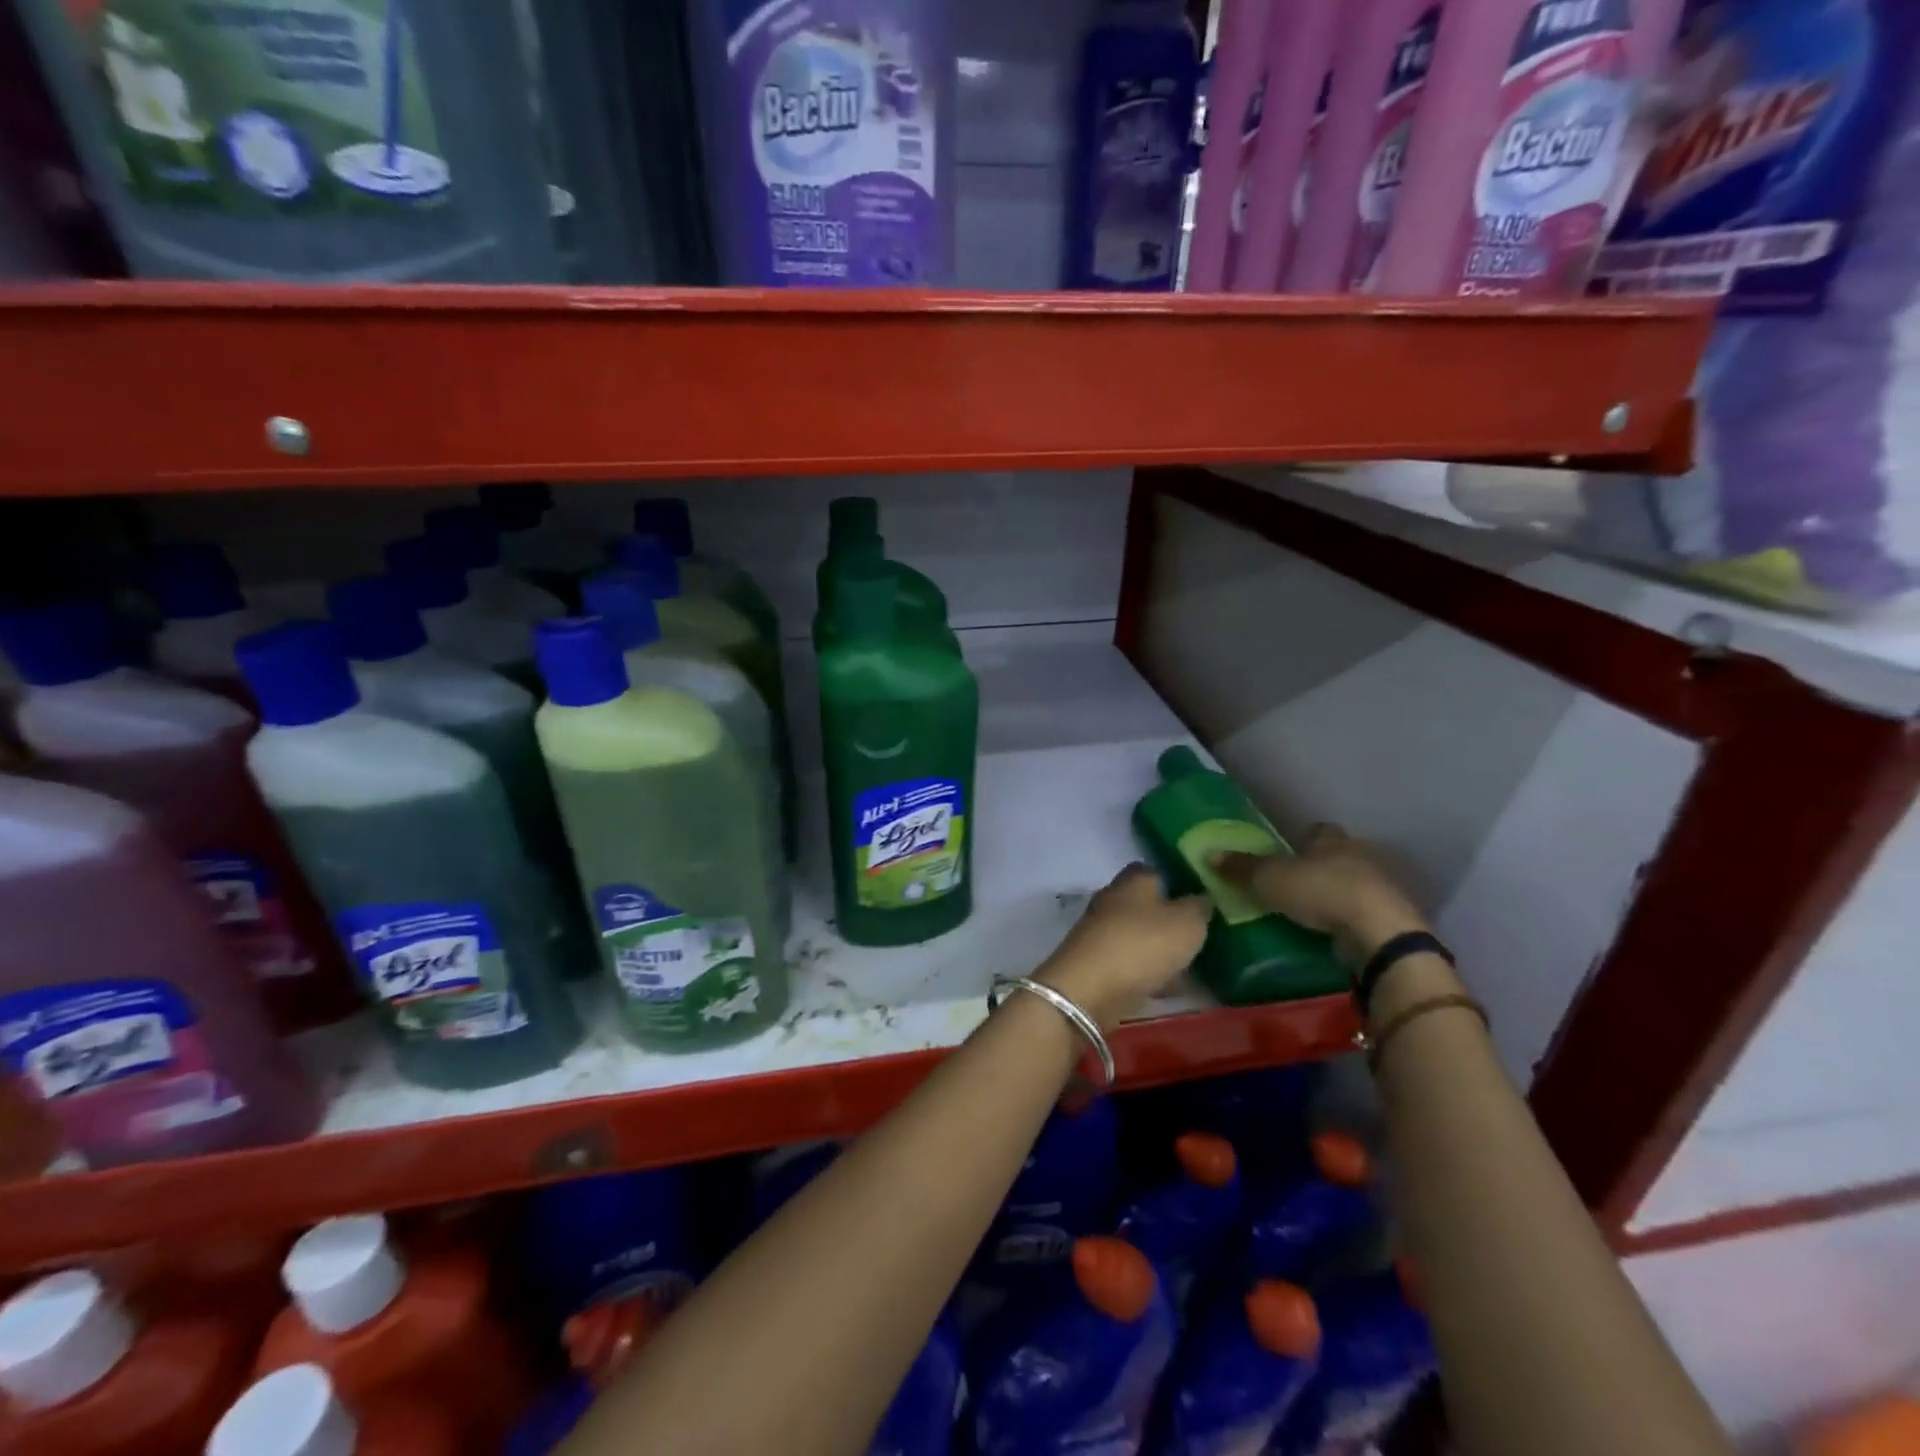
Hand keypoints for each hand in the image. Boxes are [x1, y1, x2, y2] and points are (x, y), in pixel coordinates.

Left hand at [1036, 864, 1210, 1028]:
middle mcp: (1112, 900)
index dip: (1175, 881)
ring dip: (1159, 949)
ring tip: (1191, 966)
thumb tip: (1202, 898)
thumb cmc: (1143, 944)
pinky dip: (1147, 973)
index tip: (1198, 897)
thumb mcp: (1187, 923)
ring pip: (1137, 935)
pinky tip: (1169, 988)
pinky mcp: (1095, 964)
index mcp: (1133, 881)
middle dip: (1168, 919)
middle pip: (1144, 904)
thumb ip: (1199, 908)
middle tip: (1199, 935)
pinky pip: (1129, 963)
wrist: (1090, 989)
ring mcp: (1100, 933)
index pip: (1153, 870)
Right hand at [1214, 824, 1427, 963]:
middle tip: (1294, 882)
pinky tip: (1332, 932)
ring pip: (1353, 884)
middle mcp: (1360, 856)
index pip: (1318, 831)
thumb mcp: (1270, 878)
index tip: (1289, 849)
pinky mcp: (1391, 918)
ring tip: (1310, 911)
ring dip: (1336, 894)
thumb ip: (1241, 868)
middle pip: (1337, 856)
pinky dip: (1349, 919)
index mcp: (1332, 840)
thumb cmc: (1322, 891)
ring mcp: (1381, 888)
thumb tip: (1209, 854)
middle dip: (1319, 866)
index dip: (1303, 839)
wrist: (1379, 932)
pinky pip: (1364, 913)